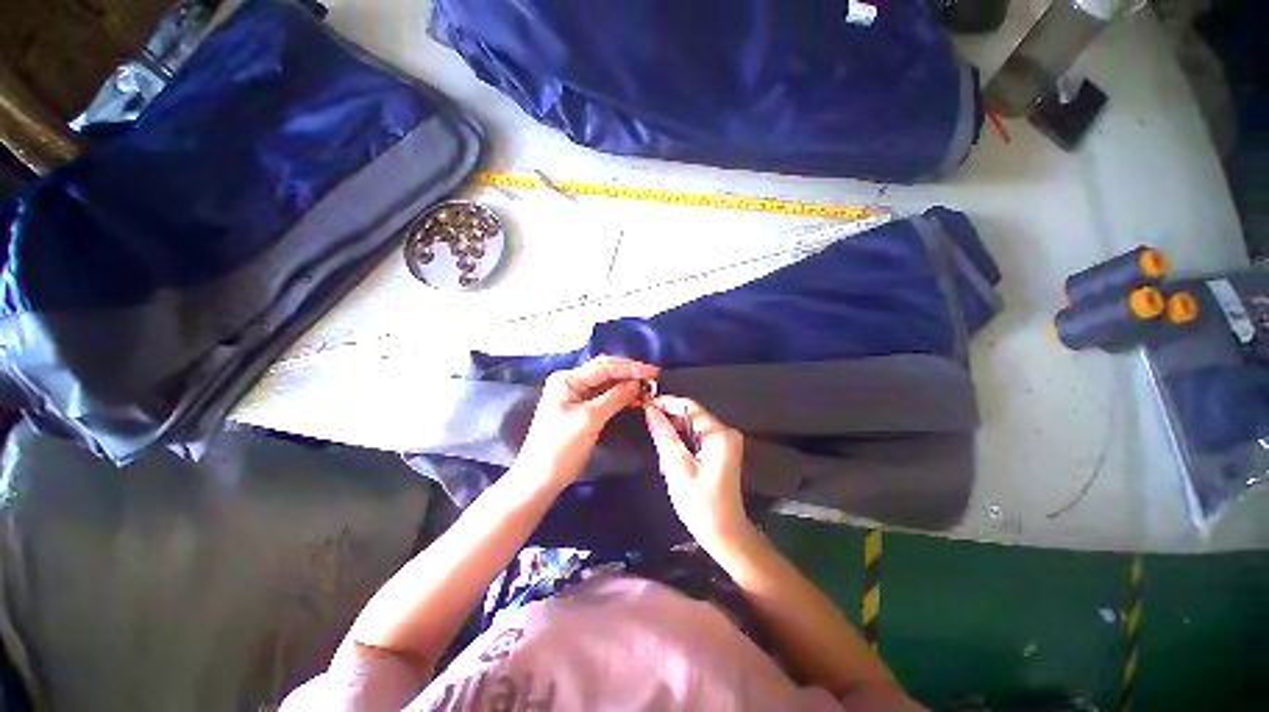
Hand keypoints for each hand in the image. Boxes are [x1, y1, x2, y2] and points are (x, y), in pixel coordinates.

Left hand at [516, 355, 658, 489]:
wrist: (541, 479)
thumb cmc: (561, 447)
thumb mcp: (589, 419)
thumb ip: (614, 398)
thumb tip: (637, 384)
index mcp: (567, 380)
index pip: (603, 366)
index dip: (630, 367)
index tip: (653, 372)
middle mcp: (572, 383)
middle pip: (605, 372)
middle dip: (629, 374)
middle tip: (653, 378)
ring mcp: (576, 396)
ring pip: (607, 384)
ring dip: (627, 385)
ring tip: (648, 388)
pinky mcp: (582, 410)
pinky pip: (606, 397)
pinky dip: (621, 397)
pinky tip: (635, 399)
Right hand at [644, 396, 752, 551]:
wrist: (725, 534)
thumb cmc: (701, 505)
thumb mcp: (678, 469)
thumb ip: (665, 436)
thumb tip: (650, 410)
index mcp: (719, 434)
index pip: (689, 407)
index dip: (666, 403)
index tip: (643, 404)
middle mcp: (725, 432)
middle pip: (691, 415)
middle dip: (668, 421)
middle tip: (647, 429)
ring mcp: (724, 442)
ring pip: (691, 426)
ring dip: (673, 434)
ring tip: (658, 447)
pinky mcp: (720, 451)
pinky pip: (696, 437)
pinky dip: (681, 443)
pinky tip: (670, 457)